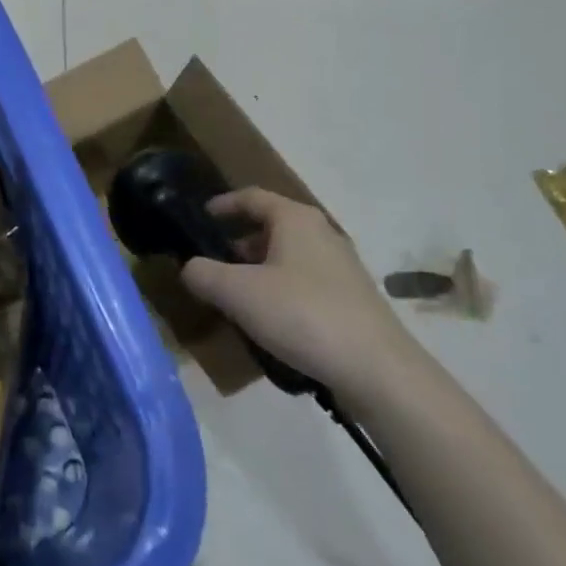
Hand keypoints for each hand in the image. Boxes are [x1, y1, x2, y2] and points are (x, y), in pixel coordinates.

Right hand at [180, 187, 411, 399]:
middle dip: (239, 242)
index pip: (252, 197)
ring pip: (289, 256)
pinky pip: (305, 281)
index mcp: (295, 219)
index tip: (201, 217)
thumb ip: (204, 275)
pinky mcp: (352, 298)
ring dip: (260, 270)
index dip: (223, 204)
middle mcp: (321, 233)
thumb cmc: (302, 315)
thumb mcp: (238, 293)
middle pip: (272, 226)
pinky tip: (272, 321)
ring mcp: (341, 266)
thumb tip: (190, 267)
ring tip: (237, 298)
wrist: (376, 368)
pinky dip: (282, 290)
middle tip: (213, 264)